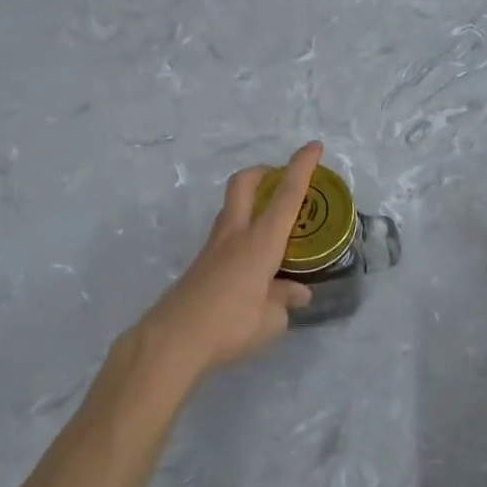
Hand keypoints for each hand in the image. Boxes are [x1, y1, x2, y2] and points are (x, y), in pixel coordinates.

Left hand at [130, 141, 322, 388]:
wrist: (173, 340)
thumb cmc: (230, 325)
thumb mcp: (270, 320)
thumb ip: (284, 299)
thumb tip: (297, 293)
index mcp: (261, 241)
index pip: (287, 195)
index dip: (301, 167)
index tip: (314, 146)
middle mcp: (236, 235)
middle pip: (244, 184)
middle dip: (264, 172)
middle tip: (281, 179)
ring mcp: (213, 247)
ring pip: (232, 207)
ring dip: (252, 202)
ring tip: (274, 227)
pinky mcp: (201, 264)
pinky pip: (226, 236)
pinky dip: (244, 235)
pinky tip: (256, 265)